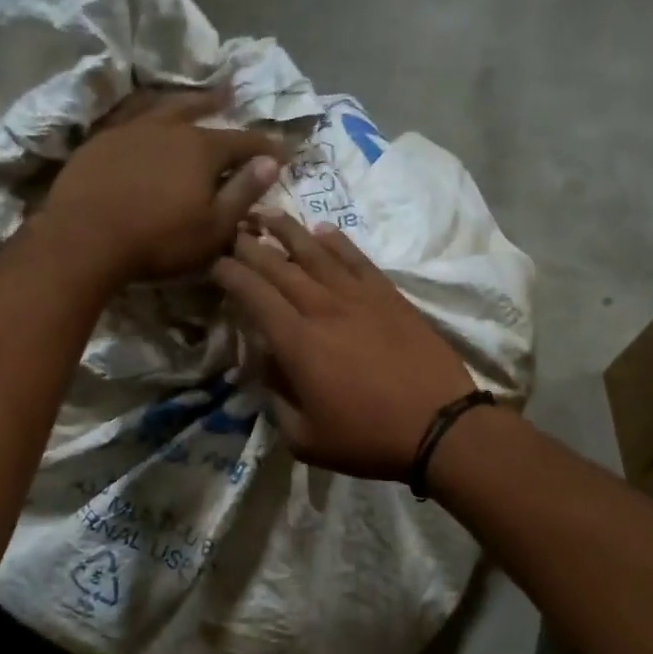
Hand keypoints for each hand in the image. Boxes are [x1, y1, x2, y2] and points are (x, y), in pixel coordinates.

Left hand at [37, 89, 284, 285]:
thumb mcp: (213, 227)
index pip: (243, 141)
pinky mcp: (101, 141)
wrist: (86, 237)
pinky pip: (130, 116)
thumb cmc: (159, 239)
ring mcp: (131, 130)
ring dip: (182, 100)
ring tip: (190, 96)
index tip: (282, 150)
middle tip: (232, 95)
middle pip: (200, 110)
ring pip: (162, 106)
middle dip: (220, 105)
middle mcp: (169, 128)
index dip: (265, 146)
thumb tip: (270, 162)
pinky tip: (143, 117)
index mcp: (202, 149)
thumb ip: (243, 192)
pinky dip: (145, 112)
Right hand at [212, 213, 478, 479]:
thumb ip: (276, 401)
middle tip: (232, 231)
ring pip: (315, 252)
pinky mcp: (389, 296)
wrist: (439, 426)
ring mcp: (359, 297)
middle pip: (279, 266)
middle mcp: (323, 308)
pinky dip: (337, 241)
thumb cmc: (367, 439)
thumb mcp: (305, 439)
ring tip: (267, 214)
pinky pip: (357, 258)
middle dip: (250, 246)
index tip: (213, 263)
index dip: (229, 274)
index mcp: (297, 343)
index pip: (253, 295)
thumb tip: (266, 368)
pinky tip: (322, 230)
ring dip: (288, 231)